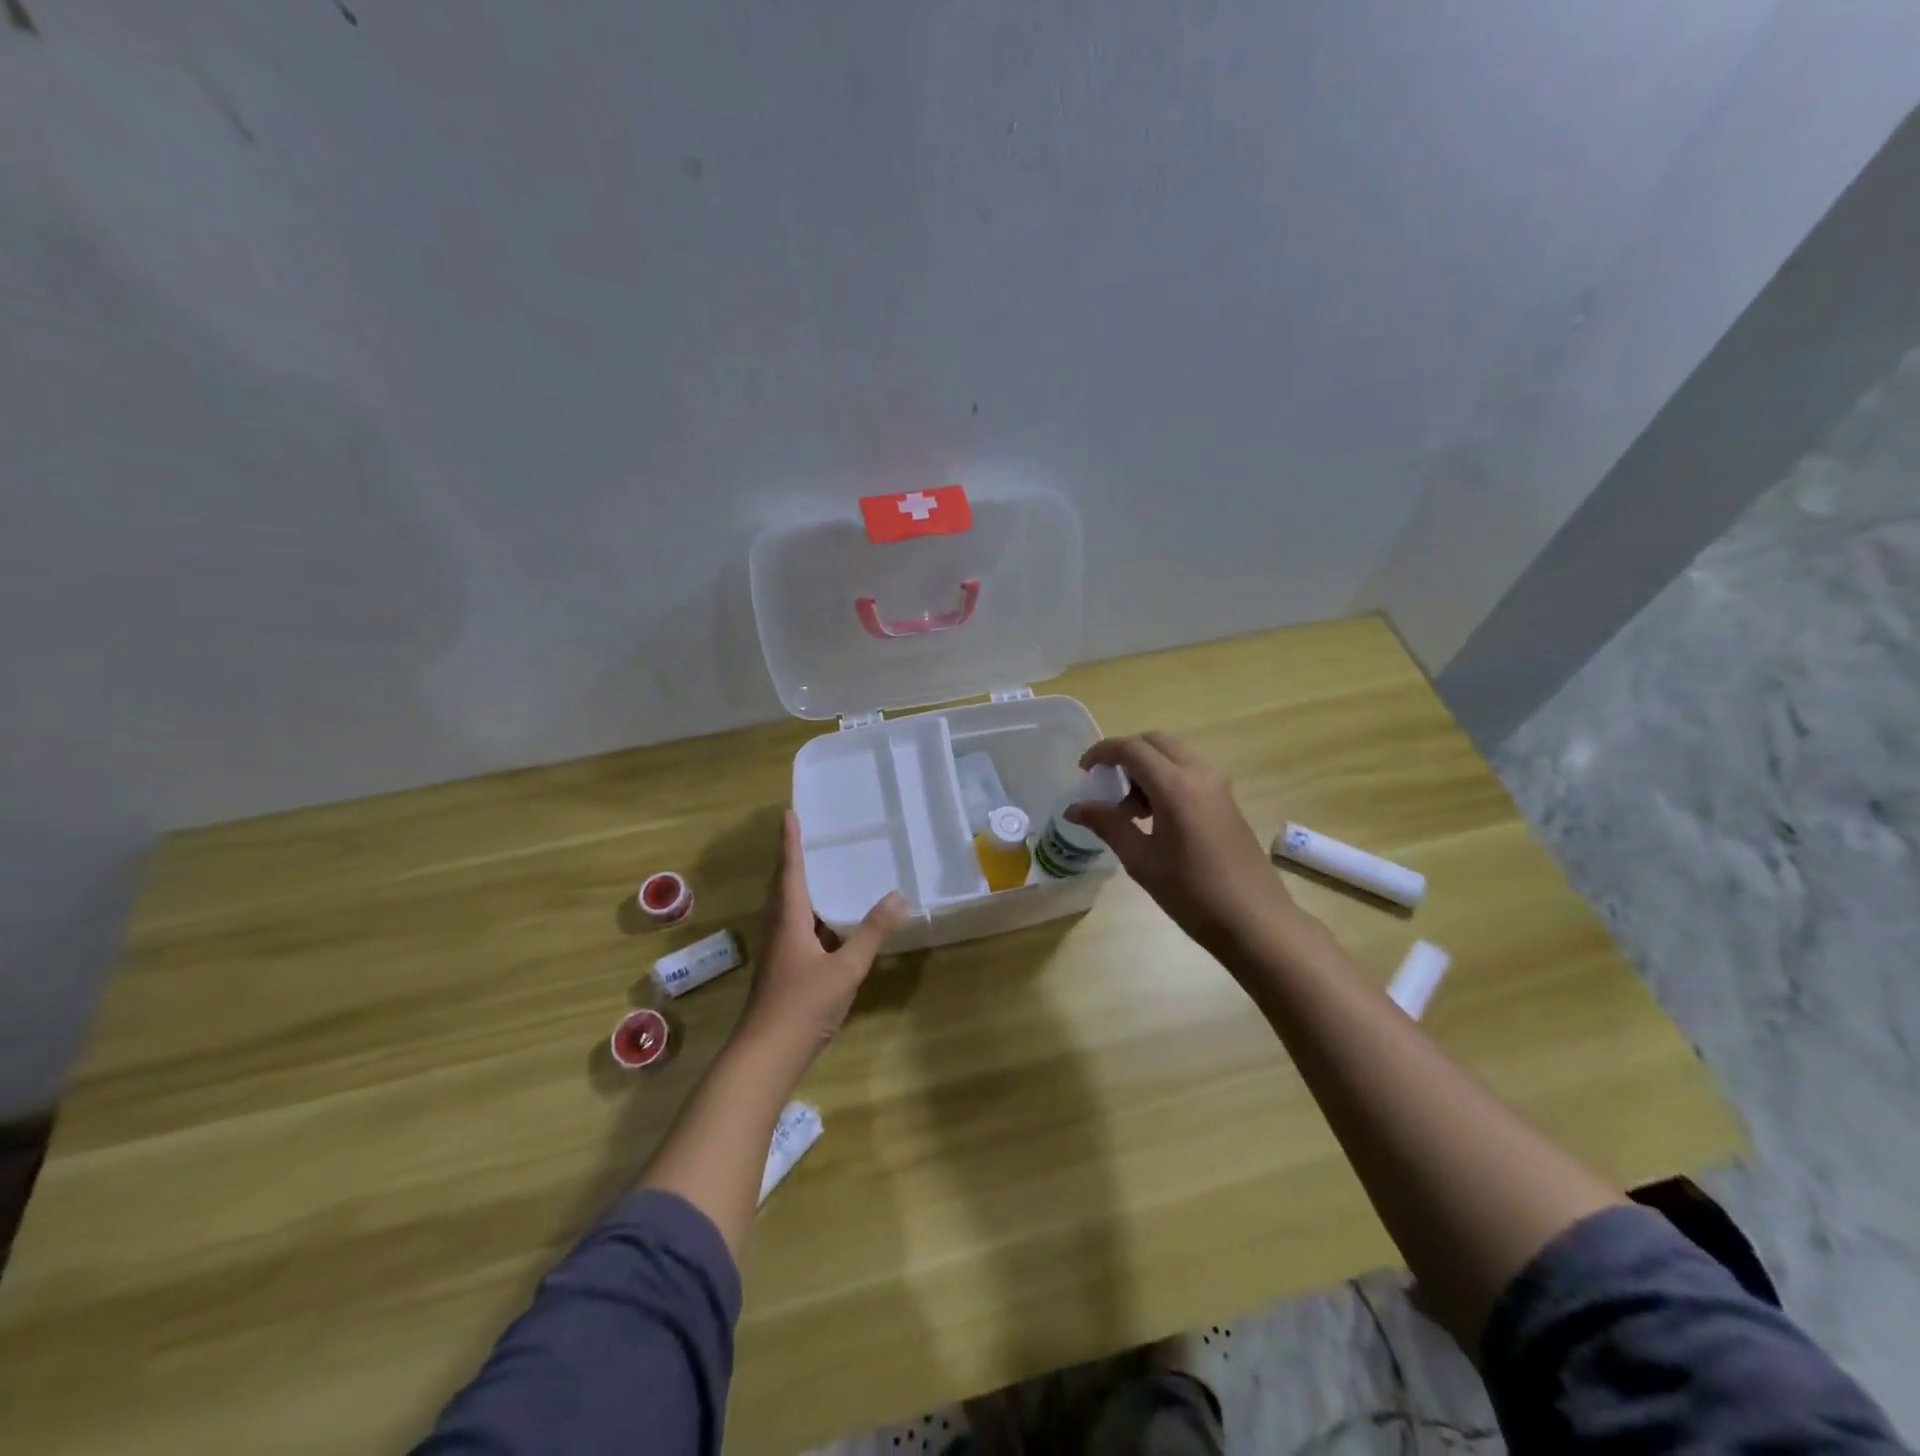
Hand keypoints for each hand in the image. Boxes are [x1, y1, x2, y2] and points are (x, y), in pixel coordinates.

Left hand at [738, 811, 906, 1060]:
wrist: (766, 1056)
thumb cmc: (804, 1005)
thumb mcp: (846, 967)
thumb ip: (872, 932)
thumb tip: (897, 896)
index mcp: (789, 920)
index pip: (789, 871)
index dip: (790, 842)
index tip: (788, 814)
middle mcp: (778, 929)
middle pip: (782, 886)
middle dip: (791, 860)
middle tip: (804, 836)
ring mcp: (777, 952)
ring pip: (786, 909)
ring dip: (798, 887)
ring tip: (818, 871)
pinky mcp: (781, 970)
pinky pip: (794, 928)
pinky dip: (808, 914)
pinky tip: (826, 924)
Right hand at [1066, 733, 1292, 954]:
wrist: (1254, 920)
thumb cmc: (1192, 892)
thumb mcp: (1141, 860)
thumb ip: (1107, 825)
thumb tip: (1074, 808)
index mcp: (1175, 785)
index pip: (1131, 748)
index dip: (1102, 752)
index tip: (1083, 771)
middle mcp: (1199, 774)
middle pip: (1155, 742)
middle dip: (1125, 754)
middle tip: (1106, 783)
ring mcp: (1218, 786)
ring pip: (1174, 755)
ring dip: (1147, 768)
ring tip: (1129, 810)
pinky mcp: (1227, 801)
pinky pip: (1189, 772)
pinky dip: (1165, 779)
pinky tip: (1155, 818)